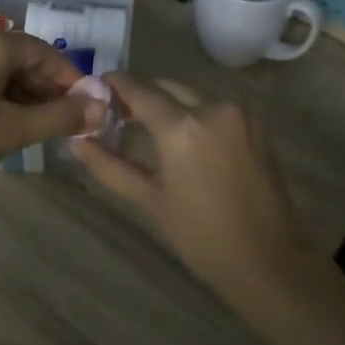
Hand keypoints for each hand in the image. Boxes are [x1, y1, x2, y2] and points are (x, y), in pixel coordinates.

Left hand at [0, 27, 104, 194]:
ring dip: (22, 93)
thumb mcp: (10, 130)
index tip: (87, 109)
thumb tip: (102, 109)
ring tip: (38, 126)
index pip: (45, 53)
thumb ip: (59, 117)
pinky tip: (3, 120)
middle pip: (22, 57)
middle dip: (47, 88)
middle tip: (65, 122)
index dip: (71, 80)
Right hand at [69, 74, 307, 306]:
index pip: (139, 90)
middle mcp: (212, 108)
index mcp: (181, 127)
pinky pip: (215, 108)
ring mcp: (238, 113)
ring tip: (148, 129)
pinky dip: (194, 114)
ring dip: (169, 104)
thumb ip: (109, 166)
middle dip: (141, 96)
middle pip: (166, 88)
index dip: (115, 85)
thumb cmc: (200, 236)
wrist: (267, 259)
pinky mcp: (255, 124)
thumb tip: (77, 143)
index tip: (96, 87)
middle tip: (118, 115)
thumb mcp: (149, 200)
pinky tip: (183, 139)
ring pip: (192, 96)